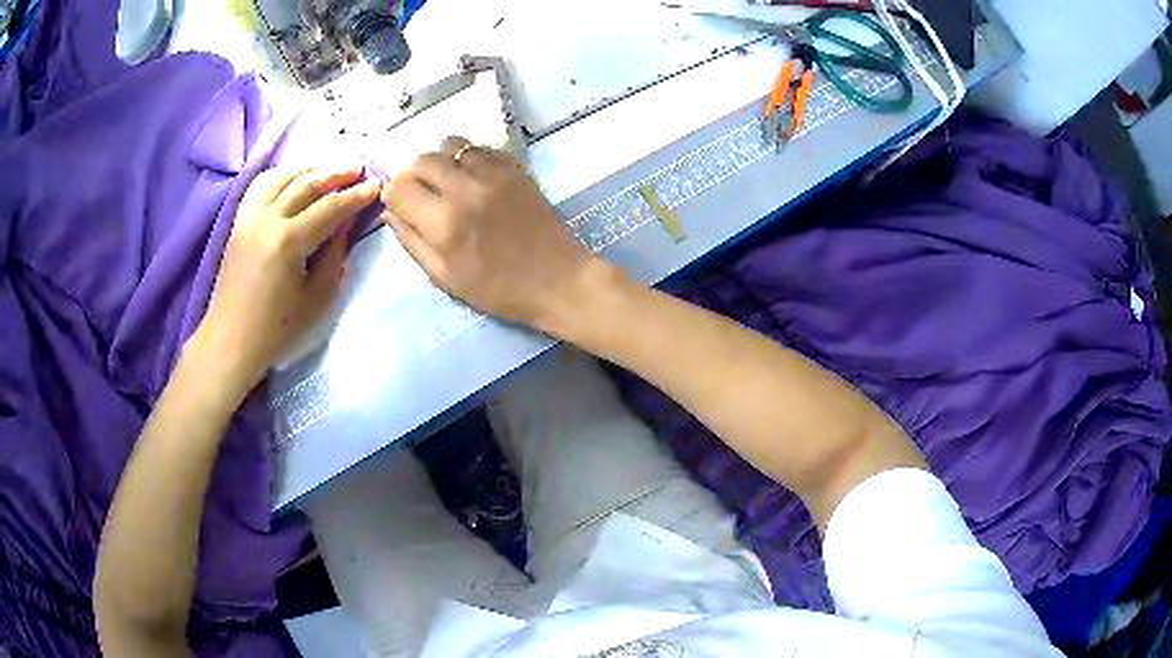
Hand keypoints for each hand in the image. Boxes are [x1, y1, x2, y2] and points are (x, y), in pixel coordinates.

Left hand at [190, 166, 379, 396]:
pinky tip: (294, 179)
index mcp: (288, 241)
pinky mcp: (238, 221)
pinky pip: (261, 185)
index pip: (330, 207)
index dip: (356, 195)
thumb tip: (346, 222)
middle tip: (358, 168)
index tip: (377, 185)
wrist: (230, 340)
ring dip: (309, 168)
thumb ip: (334, 254)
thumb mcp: (317, 298)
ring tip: (329, 170)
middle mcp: (267, 219)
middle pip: (307, 183)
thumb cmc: (276, 329)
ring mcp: (249, 217)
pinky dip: (281, 175)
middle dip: (336, 173)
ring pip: (283, 176)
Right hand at [381, 137, 598, 329]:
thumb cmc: (497, 289)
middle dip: (414, 175)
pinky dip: (469, 159)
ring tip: (448, 182)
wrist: (556, 279)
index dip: (394, 195)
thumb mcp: (444, 277)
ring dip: (442, 161)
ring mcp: (493, 174)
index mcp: (443, 223)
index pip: (399, 187)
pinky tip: (474, 179)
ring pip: (451, 146)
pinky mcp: (515, 169)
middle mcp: (464, 190)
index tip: (401, 204)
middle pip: (422, 160)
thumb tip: (391, 212)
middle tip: (422, 193)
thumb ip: (412, 241)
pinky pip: (480, 149)